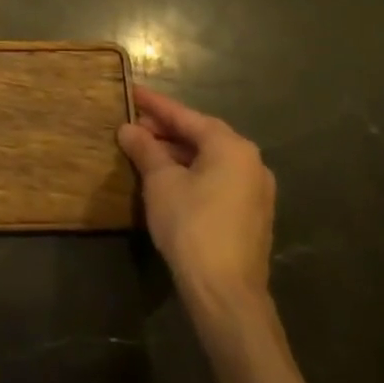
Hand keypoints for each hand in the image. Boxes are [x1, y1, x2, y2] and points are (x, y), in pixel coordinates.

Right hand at [118, 86, 275, 326]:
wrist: (225, 291)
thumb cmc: (190, 225)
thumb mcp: (160, 182)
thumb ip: (145, 150)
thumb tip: (128, 129)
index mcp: (231, 147)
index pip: (186, 117)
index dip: (156, 105)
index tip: (132, 91)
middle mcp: (251, 162)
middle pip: (202, 135)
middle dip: (166, 129)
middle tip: (133, 124)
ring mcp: (255, 190)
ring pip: (210, 159)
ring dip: (177, 152)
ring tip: (145, 150)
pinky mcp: (251, 214)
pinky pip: (217, 179)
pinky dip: (192, 171)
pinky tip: (167, 177)